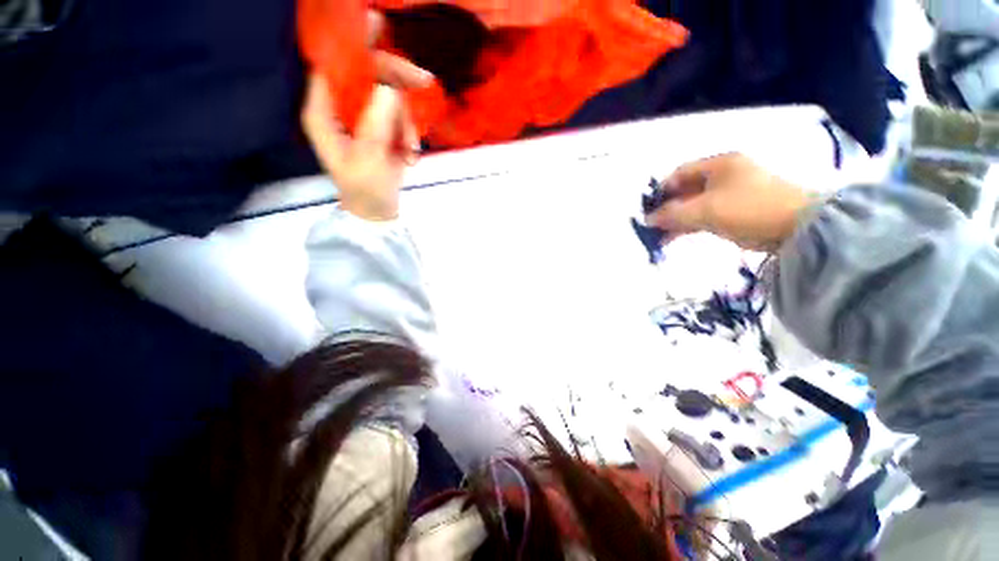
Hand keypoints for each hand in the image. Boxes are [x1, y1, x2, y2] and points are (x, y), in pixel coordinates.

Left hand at [300, 11, 431, 221]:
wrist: (378, 210)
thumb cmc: (365, 189)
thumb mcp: (368, 157)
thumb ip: (376, 121)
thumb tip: (390, 86)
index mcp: (323, 109)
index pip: (332, 63)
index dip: (352, 44)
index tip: (377, 26)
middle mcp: (340, 106)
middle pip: (367, 73)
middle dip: (395, 83)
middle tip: (423, 80)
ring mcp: (364, 117)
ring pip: (389, 96)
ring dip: (406, 121)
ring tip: (410, 151)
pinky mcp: (382, 127)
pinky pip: (400, 115)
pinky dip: (410, 134)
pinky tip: (411, 155)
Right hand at [646, 153, 811, 251]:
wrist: (797, 227)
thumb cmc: (748, 209)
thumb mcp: (705, 210)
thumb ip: (673, 214)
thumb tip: (647, 220)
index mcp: (719, 165)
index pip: (679, 173)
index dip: (661, 191)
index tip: (648, 210)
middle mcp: (723, 175)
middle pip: (685, 190)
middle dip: (666, 208)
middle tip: (652, 226)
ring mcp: (730, 194)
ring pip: (693, 205)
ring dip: (676, 220)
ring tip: (659, 237)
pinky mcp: (735, 211)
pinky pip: (704, 215)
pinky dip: (689, 225)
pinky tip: (675, 237)